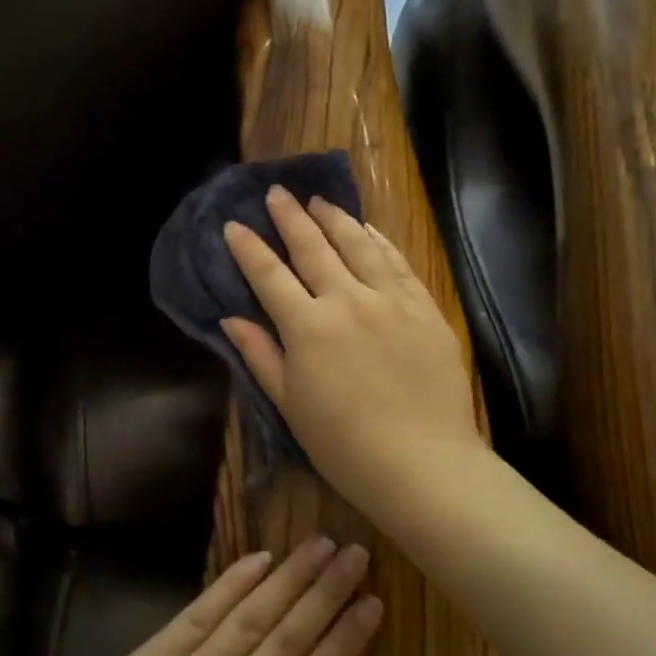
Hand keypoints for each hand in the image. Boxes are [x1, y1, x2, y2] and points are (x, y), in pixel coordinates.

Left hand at [17, 537, 381, 655]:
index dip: (344, 640)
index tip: (374, 602)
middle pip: (283, 639)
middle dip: (323, 594)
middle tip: (355, 553)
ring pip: (244, 619)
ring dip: (284, 579)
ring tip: (317, 545)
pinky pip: (193, 616)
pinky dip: (227, 586)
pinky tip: (256, 561)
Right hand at [220, 188, 483, 511]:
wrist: (423, 463)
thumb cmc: (344, 444)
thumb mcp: (290, 404)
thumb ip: (261, 355)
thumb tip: (231, 318)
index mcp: (308, 327)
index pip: (270, 276)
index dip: (248, 248)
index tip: (233, 225)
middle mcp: (348, 300)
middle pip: (314, 248)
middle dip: (290, 217)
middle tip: (276, 192)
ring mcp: (391, 300)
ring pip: (358, 245)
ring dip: (334, 219)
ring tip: (319, 200)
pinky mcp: (424, 308)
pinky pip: (398, 263)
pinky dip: (379, 240)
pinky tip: (368, 229)